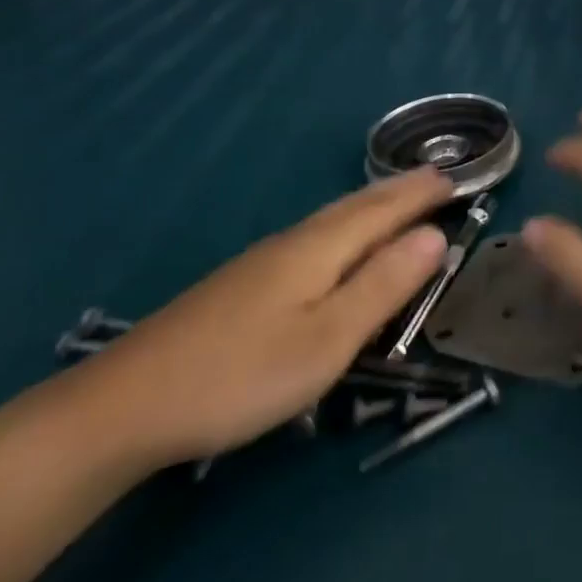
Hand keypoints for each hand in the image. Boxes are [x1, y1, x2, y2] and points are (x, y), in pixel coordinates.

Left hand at [75, 169, 450, 470]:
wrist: (125, 404)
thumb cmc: (240, 375)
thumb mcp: (326, 339)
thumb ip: (383, 286)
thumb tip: (436, 235)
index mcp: (320, 248)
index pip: (384, 209)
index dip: (420, 194)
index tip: (457, 177)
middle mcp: (295, 241)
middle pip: (357, 205)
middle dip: (399, 190)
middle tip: (435, 178)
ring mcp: (264, 260)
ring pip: (332, 219)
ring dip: (373, 204)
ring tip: (398, 199)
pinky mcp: (244, 284)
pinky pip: (314, 236)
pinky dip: (346, 225)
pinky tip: (337, 242)